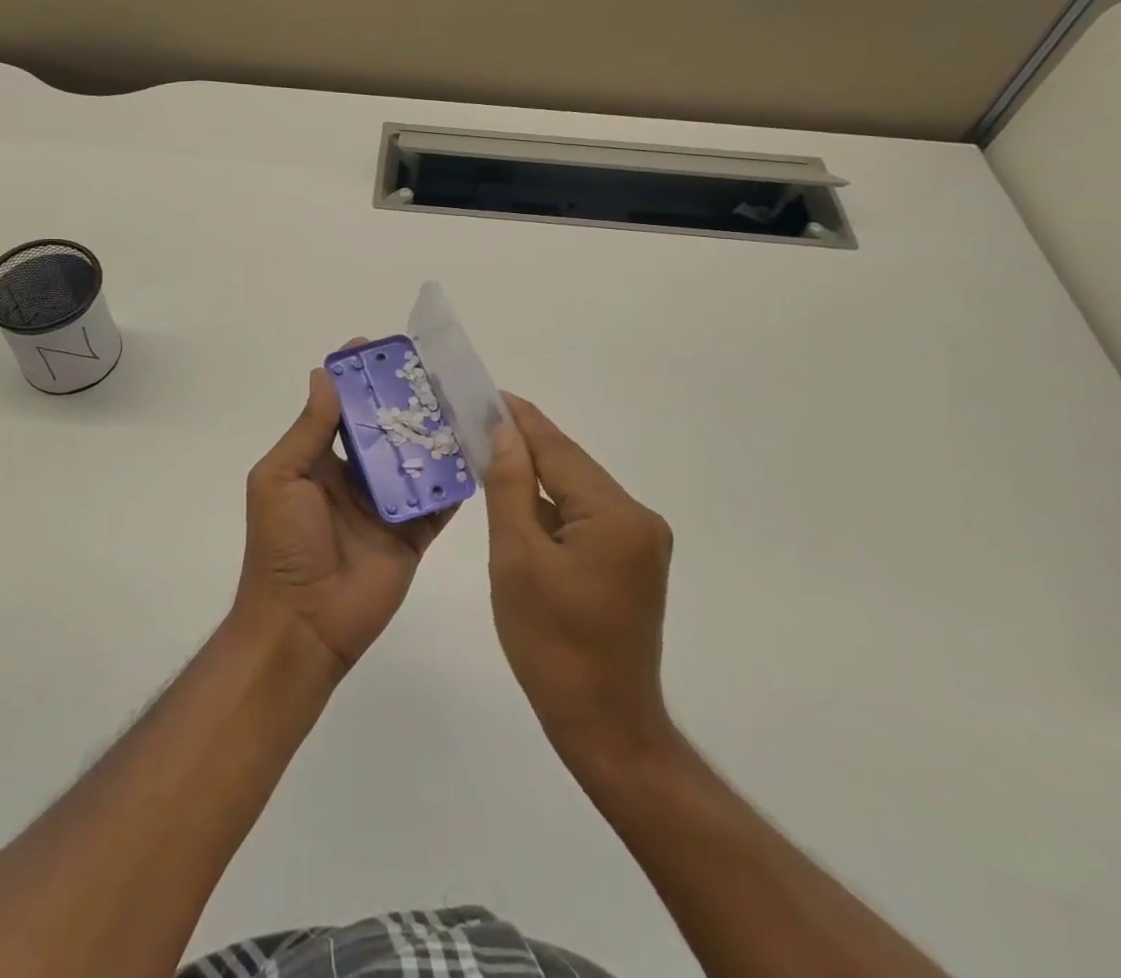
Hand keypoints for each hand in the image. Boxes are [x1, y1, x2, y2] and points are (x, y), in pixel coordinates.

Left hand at [235, 347, 451, 674]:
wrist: (303, 626)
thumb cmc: (282, 546)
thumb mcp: (281, 478)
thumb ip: (309, 430)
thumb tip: (325, 375)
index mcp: (321, 462)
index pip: (343, 409)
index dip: (359, 380)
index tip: (379, 350)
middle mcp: (357, 477)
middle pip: (387, 430)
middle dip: (407, 401)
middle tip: (435, 370)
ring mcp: (388, 506)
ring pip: (417, 460)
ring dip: (436, 433)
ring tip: (463, 400)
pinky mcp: (414, 534)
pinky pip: (440, 501)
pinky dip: (457, 479)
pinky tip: (479, 450)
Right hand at [484, 394, 676, 771]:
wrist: (604, 726)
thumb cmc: (551, 645)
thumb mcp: (517, 559)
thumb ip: (511, 487)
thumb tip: (505, 432)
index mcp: (616, 515)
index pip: (559, 451)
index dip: (522, 420)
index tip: (489, 393)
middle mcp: (639, 518)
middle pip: (572, 468)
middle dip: (527, 446)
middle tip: (479, 422)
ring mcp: (641, 542)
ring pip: (578, 493)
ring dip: (538, 478)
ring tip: (492, 454)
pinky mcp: (633, 563)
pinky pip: (586, 518)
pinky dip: (553, 509)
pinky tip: (522, 503)